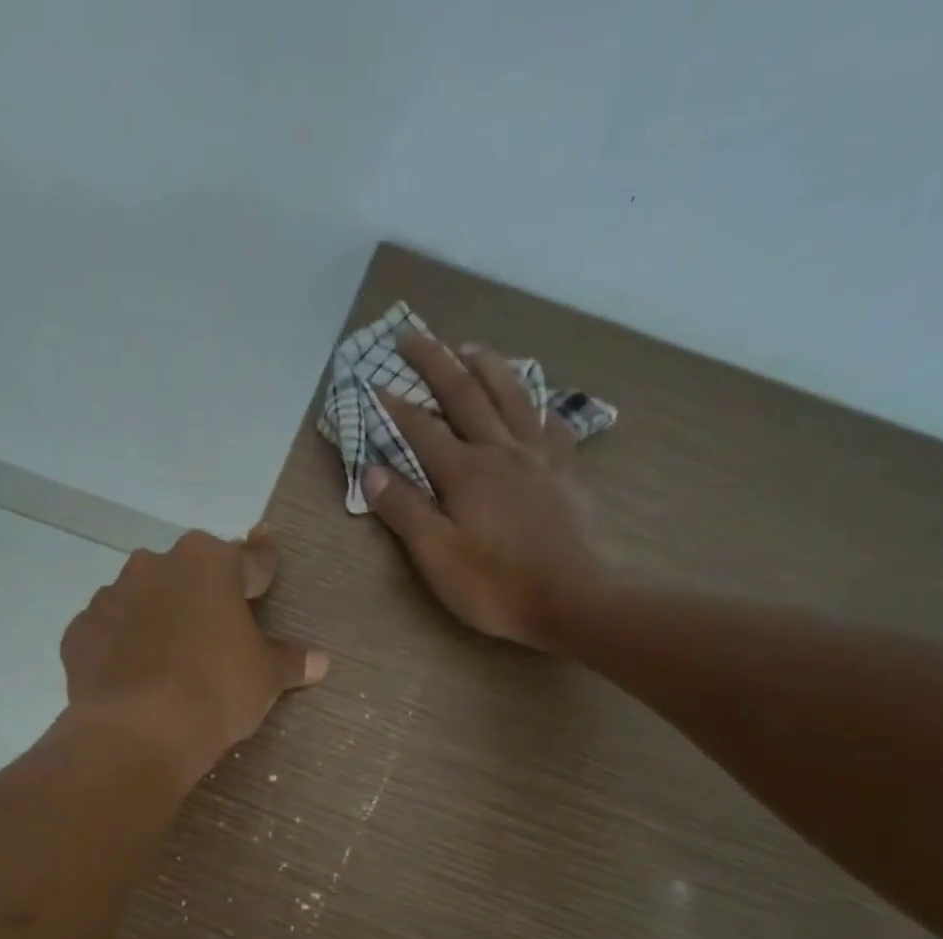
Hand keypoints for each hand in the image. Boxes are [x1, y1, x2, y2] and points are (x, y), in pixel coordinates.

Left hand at [61, 527, 326, 786]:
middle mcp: (156, 565)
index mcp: (209, 563)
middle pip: (190, 573)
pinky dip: (123, 645)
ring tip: (172, 657)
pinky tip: (135, 674)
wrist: (139, 732)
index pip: (249, 559)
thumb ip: (291, 660)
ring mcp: (111, 595)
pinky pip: (111, 631)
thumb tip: (320, 660)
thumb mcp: (266, 677)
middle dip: (204, 594)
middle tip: (219, 629)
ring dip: (160, 616)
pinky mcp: (81, 631)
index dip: (262, 569)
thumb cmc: (216, 690)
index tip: (266, 571)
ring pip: (145, 598)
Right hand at [365, 332, 608, 651]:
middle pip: (465, 393)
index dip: (395, 405)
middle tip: (412, 335)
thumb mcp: (436, 556)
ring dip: (486, 365)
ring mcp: (539, 456)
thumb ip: (403, 510)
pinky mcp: (567, 471)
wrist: (573, 599)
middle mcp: (500, 450)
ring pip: (511, 394)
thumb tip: (370, 470)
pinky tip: (533, 399)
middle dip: (435, 361)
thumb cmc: (496, 584)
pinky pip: (551, 421)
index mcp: (464, 471)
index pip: (421, 428)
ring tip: (469, 346)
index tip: (373, 382)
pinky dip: (536, 402)